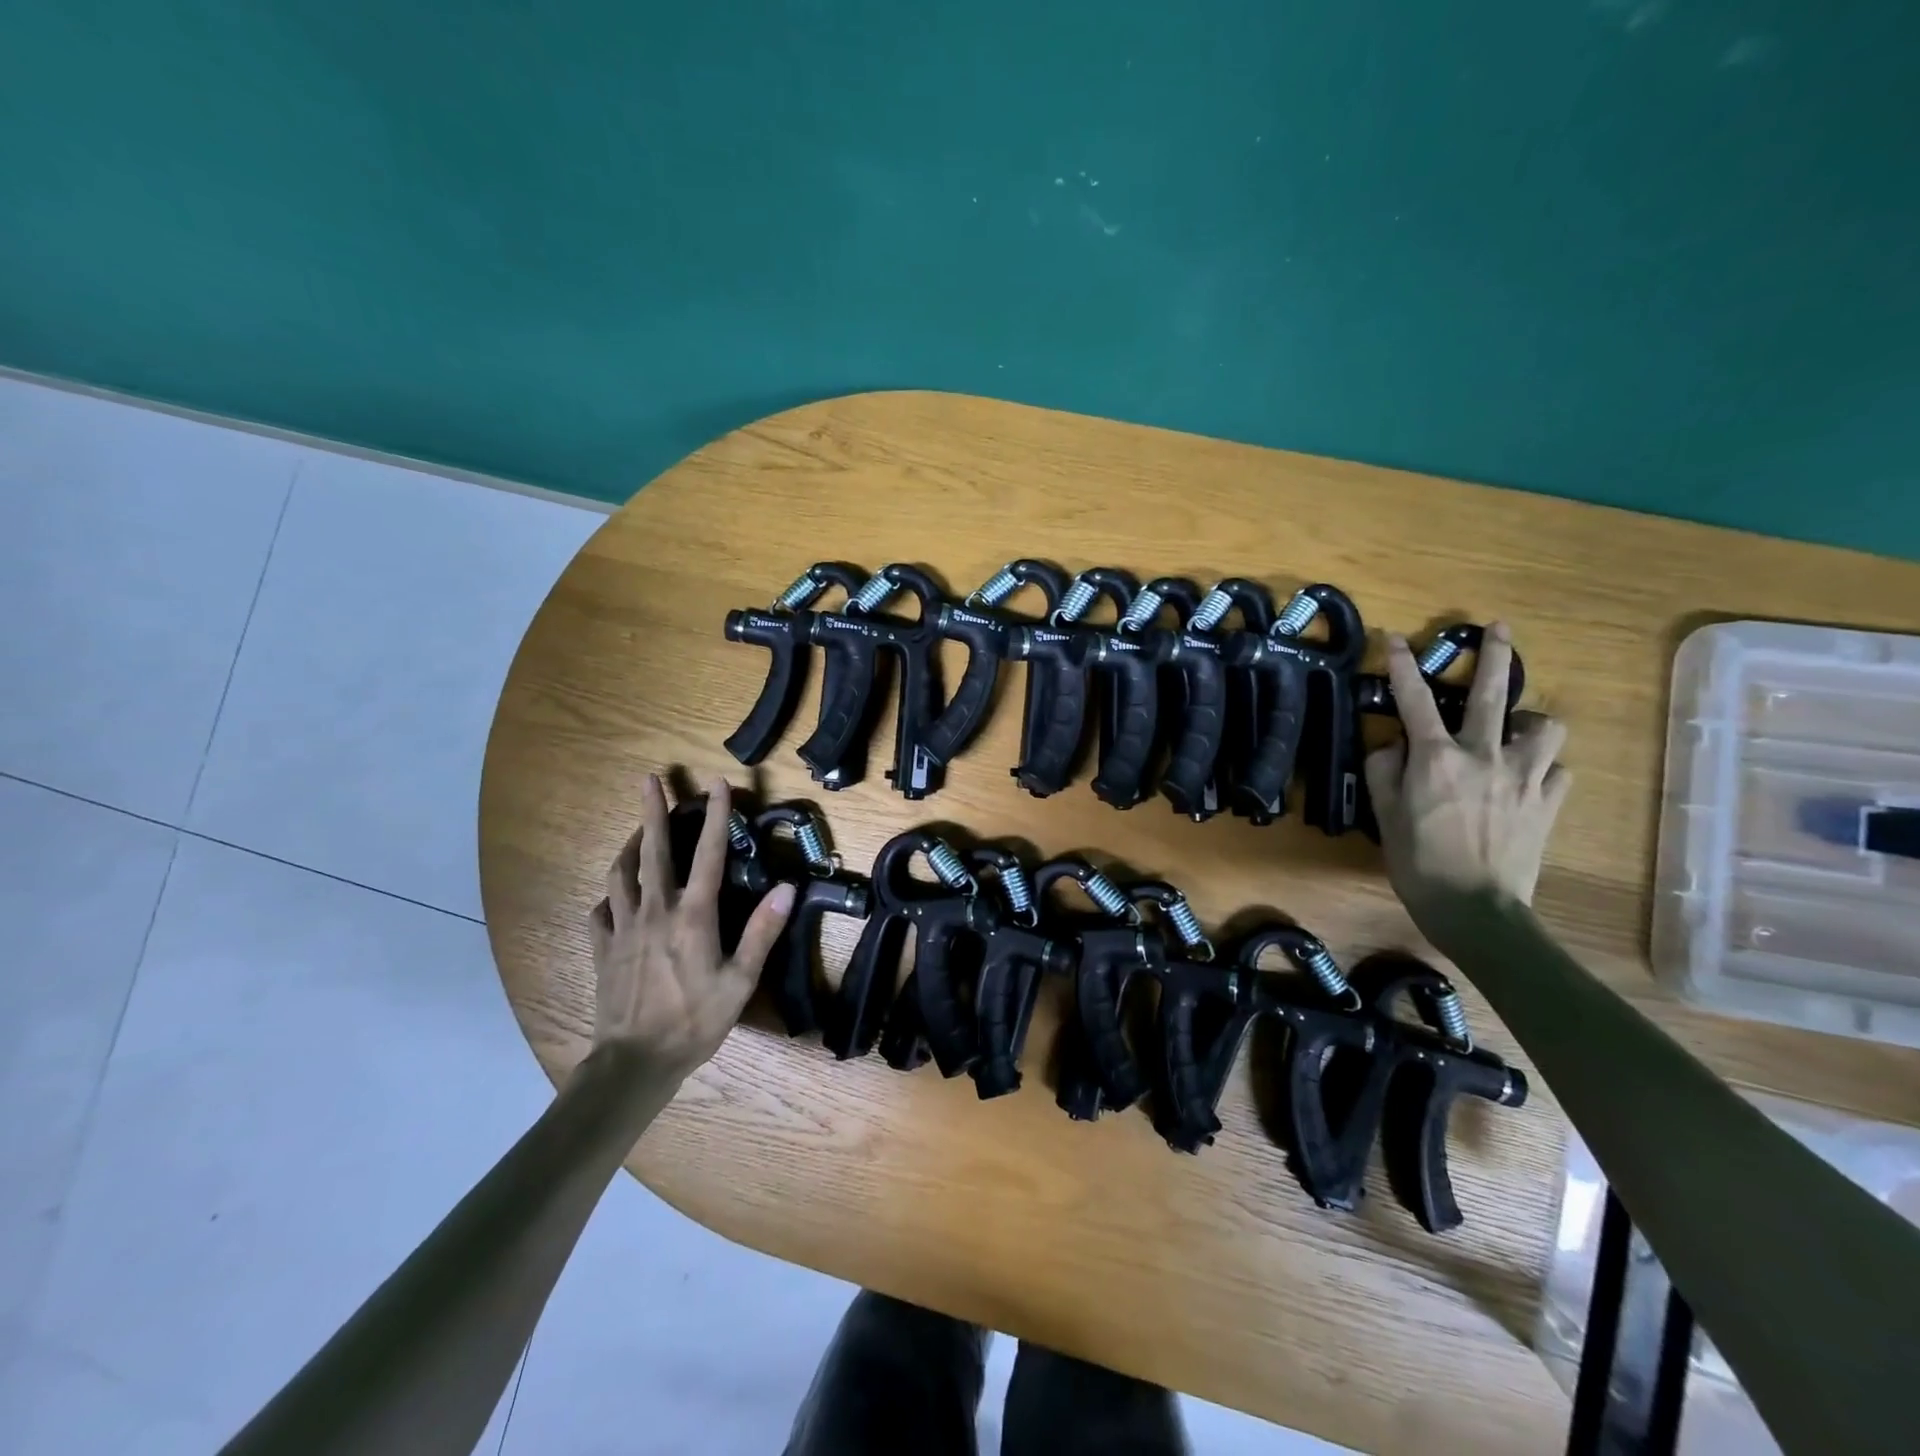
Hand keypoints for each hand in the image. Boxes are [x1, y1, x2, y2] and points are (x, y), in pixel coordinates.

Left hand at [589, 774, 793, 1083]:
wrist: (635, 1062)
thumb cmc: (695, 1021)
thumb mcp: (740, 980)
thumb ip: (762, 932)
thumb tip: (787, 889)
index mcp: (693, 916)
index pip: (707, 854)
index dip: (714, 816)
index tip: (717, 784)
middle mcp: (655, 911)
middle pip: (652, 851)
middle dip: (652, 811)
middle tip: (649, 779)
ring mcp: (623, 928)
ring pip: (620, 874)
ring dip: (629, 845)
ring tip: (636, 830)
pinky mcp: (603, 949)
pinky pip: (600, 912)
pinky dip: (608, 896)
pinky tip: (614, 896)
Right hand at [1363, 623, 1570, 929]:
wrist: (1475, 908)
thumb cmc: (1417, 861)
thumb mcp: (1384, 814)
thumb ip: (1384, 770)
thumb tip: (1393, 745)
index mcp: (1436, 757)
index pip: (1414, 699)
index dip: (1400, 665)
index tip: (1393, 639)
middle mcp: (1484, 756)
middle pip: (1493, 693)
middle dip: (1496, 655)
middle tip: (1499, 629)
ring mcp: (1524, 777)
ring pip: (1543, 727)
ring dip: (1528, 721)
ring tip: (1515, 729)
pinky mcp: (1549, 802)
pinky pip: (1556, 771)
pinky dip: (1543, 768)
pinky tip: (1528, 779)